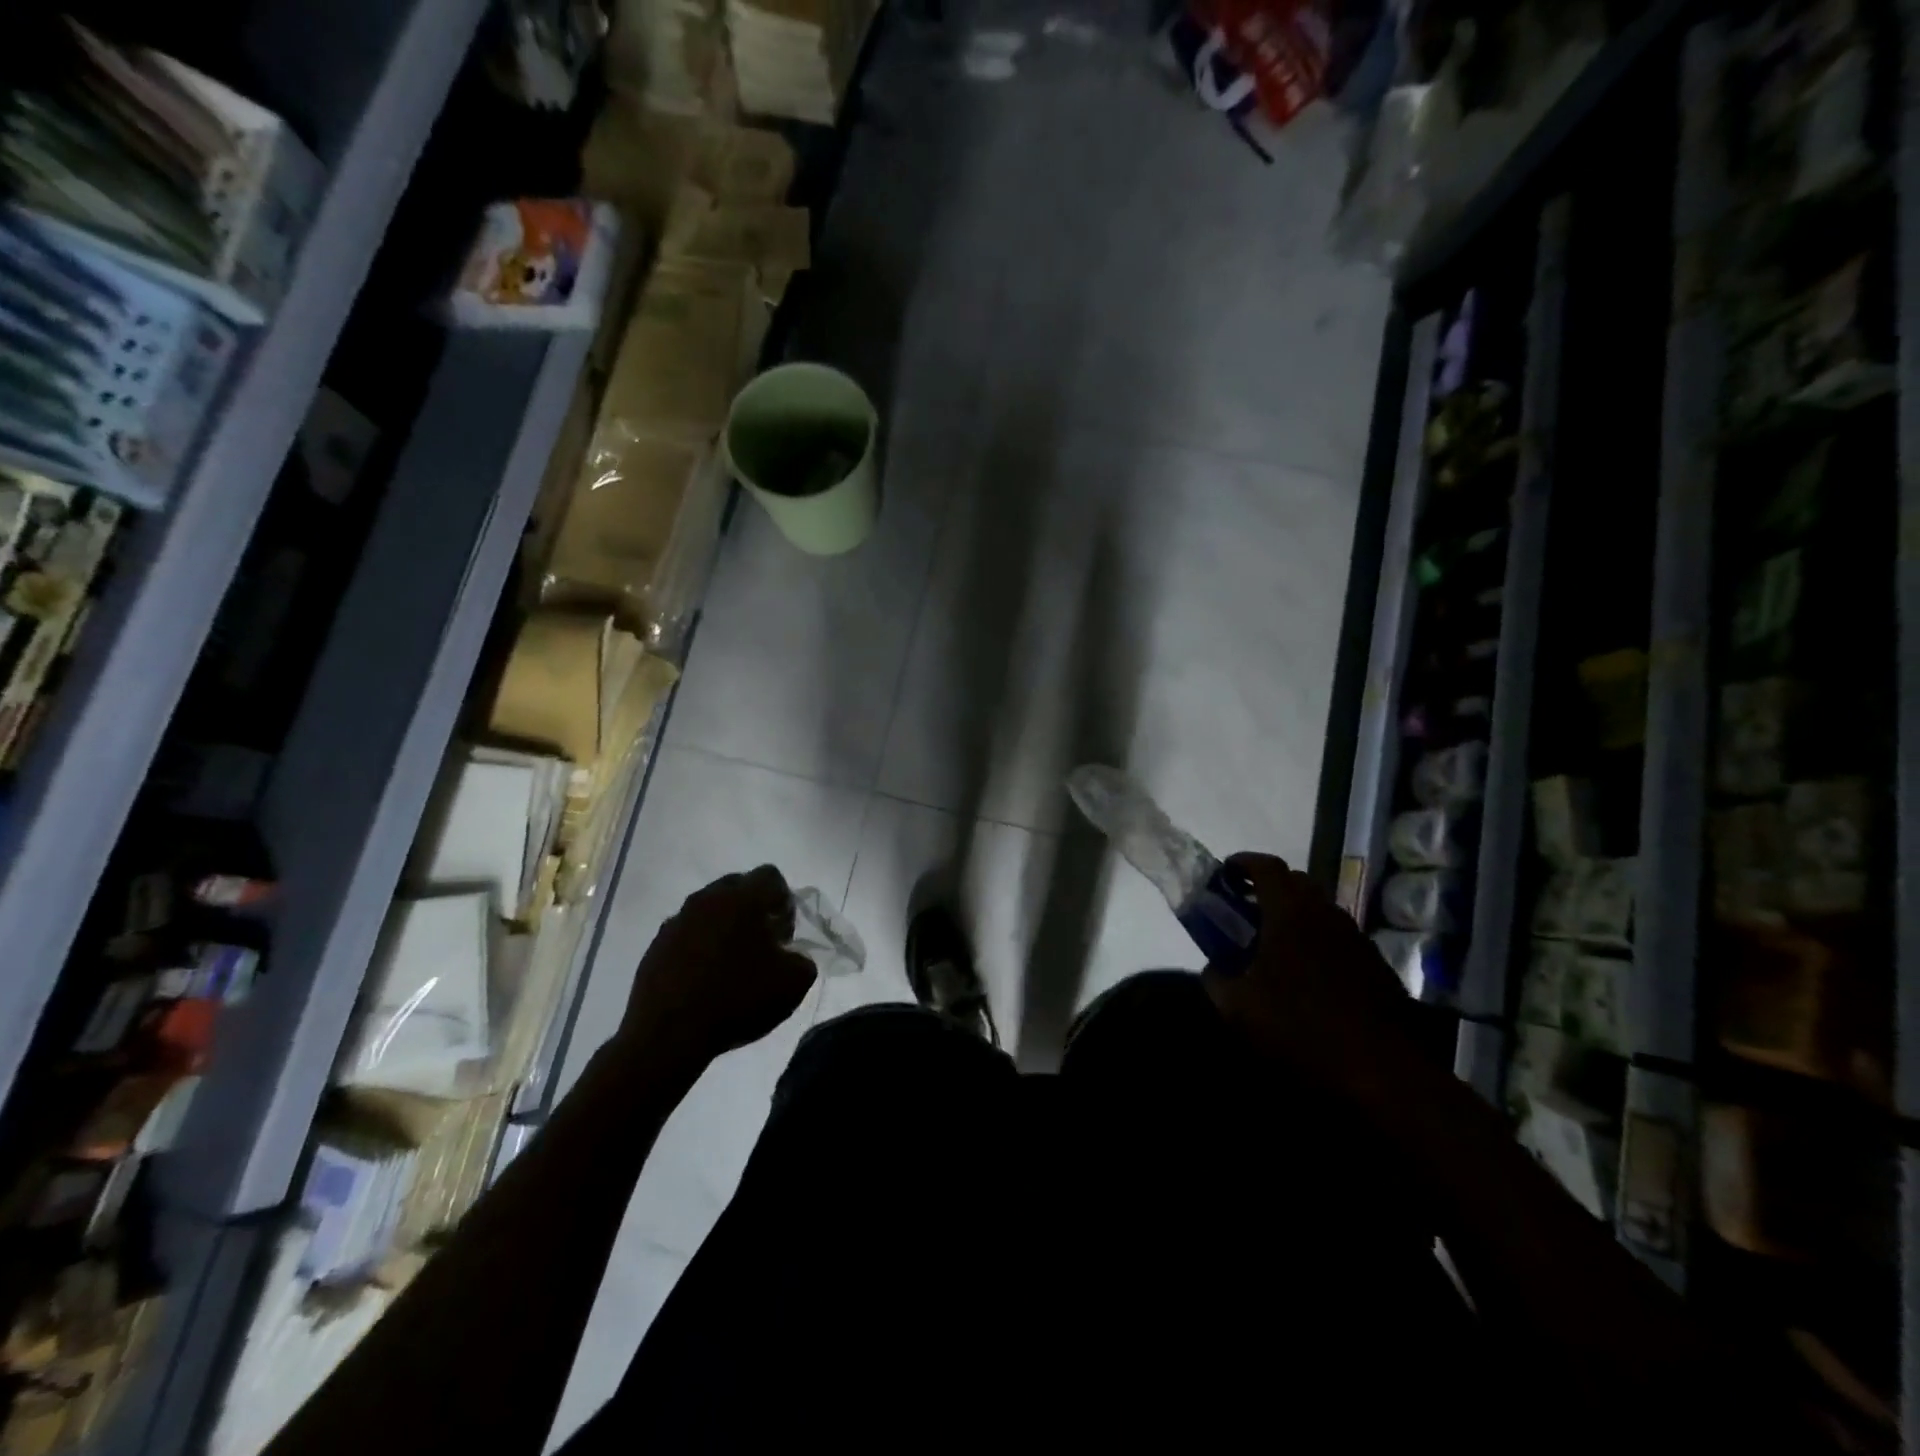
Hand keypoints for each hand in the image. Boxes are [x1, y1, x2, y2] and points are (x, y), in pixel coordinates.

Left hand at [619, 865, 817, 1066]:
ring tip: (732, 964)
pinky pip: (686, 934)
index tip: (784, 932)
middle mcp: (707, 899)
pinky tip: (705, 980)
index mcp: (742, 898)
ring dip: (724, 927)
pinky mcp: (656, 946)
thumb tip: (792, 956)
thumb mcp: (793, 984)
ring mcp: (677, 921)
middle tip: (762, 944)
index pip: (770, 876)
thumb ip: (803, 960)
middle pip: (737, 887)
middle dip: (753, 908)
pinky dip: (699, 947)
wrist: (668, 1035)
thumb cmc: (737, 999)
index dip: (784, 900)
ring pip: (709, 910)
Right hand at [1203, 853, 1413, 1096]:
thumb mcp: (1239, 1009)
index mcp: (1291, 913)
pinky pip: (1338, 936)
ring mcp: (1356, 938)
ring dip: (1294, 914)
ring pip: (1320, 909)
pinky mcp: (1376, 964)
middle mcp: (1326, 914)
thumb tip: (1213, 967)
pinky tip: (1306, 974)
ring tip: (1273, 943)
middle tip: (1245, 909)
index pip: (1266, 866)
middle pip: (1296, 881)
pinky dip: (1316, 939)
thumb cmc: (1301, 1029)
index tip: (1225, 874)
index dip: (1242, 863)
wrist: (1383, 1072)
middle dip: (1267, 887)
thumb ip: (1216, 979)